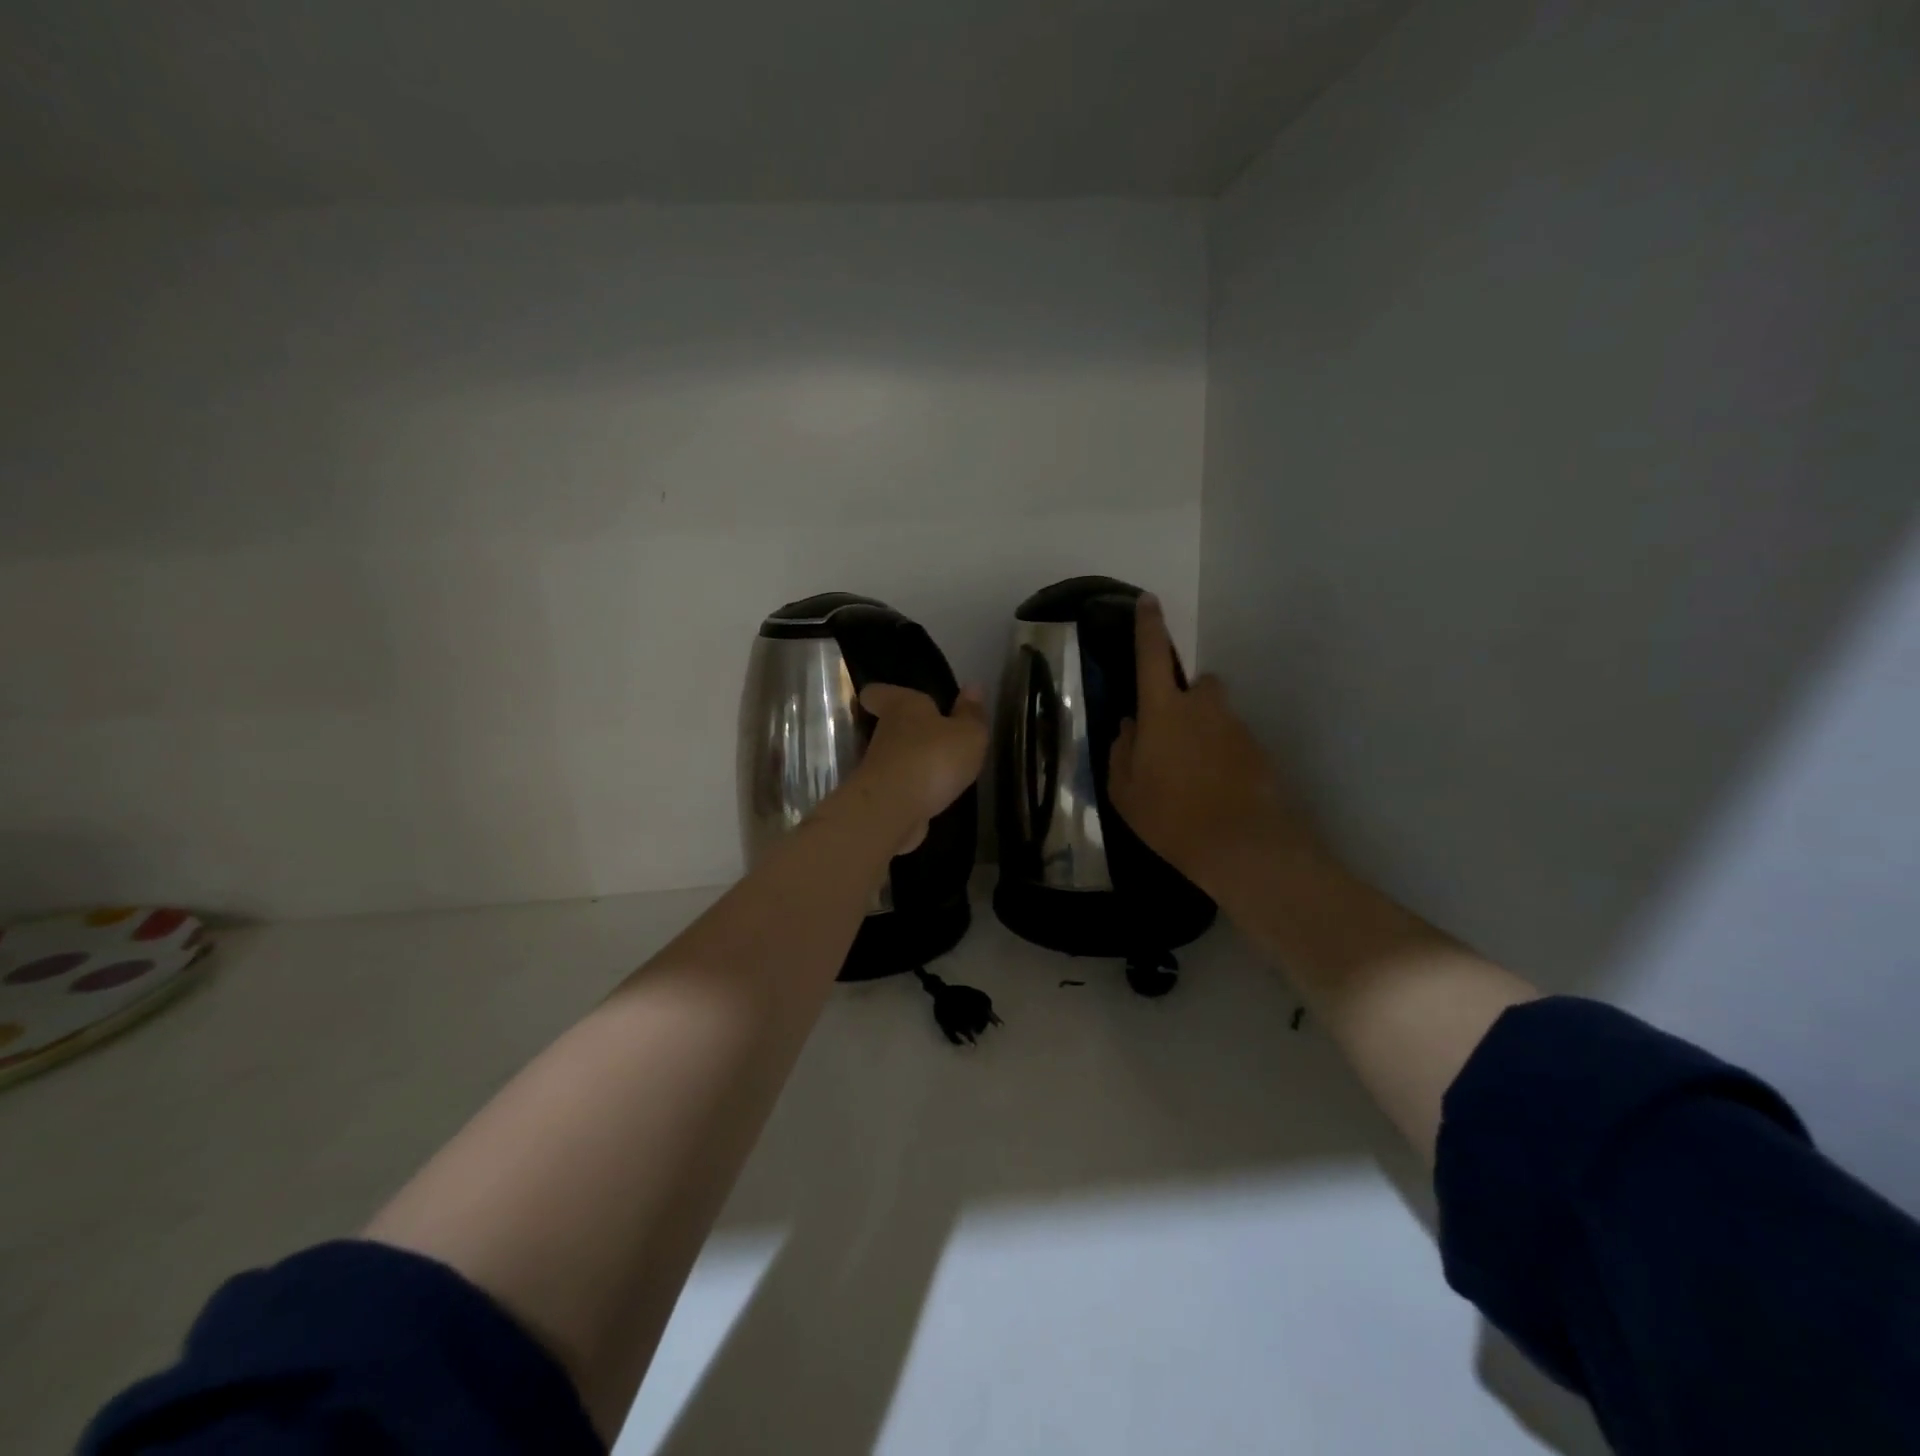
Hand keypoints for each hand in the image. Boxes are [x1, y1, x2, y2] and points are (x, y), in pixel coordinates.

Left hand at [854, 683, 988, 853]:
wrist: (893, 811)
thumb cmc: (932, 758)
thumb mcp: (967, 734)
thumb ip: (971, 714)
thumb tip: (973, 686)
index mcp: (902, 707)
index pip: (878, 692)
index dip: (882, 693)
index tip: (890, 697)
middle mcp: (885, 734)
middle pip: (890, 727)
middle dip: (909, 731)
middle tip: (934, 735)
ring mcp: (879, 769)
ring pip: (895, 758)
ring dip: (914, 763)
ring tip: (942, 769)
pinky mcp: (883, 799)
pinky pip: (900, 788)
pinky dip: (914, 791)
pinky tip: (934, 797)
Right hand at [1108, 595, 1325, 895]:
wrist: (1242, 846)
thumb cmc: (1169, 817)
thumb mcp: (1124, 790)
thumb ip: (1122, 751)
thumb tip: (1130, 727)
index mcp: (1163, 711)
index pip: (1151, 656)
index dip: (1148, 626)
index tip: (1148, 600)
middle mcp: (1203, 709)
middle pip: (1198, 685)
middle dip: (1187, 700)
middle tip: (1174, 735)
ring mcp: (1236, 729)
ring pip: (1217, 717)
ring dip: (1206, 733)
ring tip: (1194, 777)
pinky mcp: (1259, 752)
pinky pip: (1234, 744)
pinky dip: (1223, 759)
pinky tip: (1216, 794)